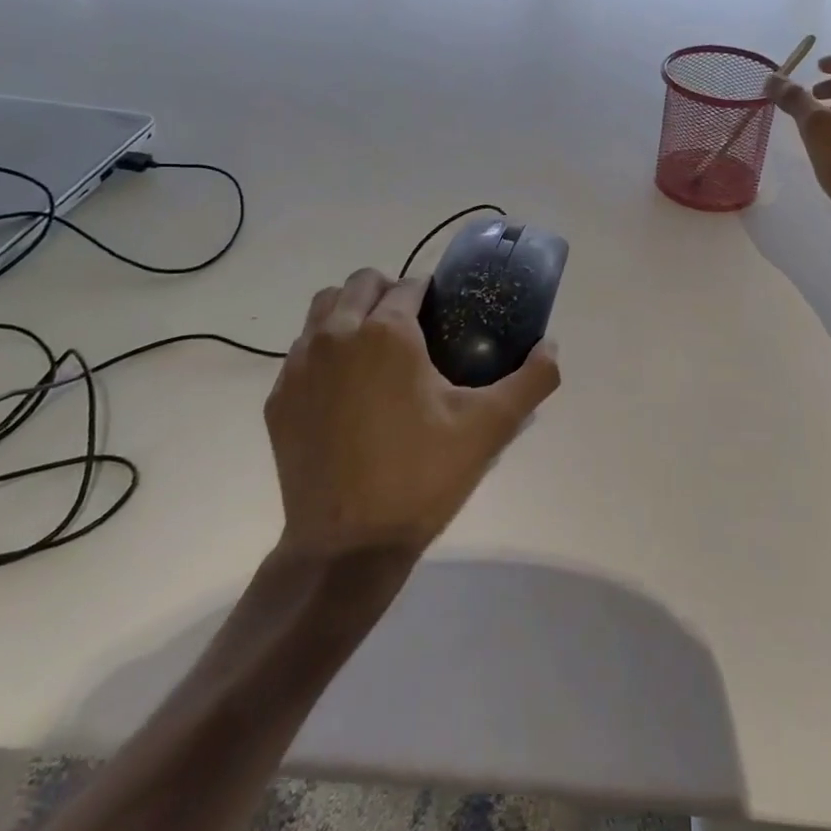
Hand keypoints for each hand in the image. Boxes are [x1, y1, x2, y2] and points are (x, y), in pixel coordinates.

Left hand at [263, 268, 560, 560]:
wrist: (347, 547)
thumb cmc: (421, 477)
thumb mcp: (489, 427)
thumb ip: (532, 379)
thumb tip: (552, 346)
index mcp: (387, 332)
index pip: (408, 285)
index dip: (430, 295)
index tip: (443, 317)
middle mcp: (336, 334)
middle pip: (360, 283)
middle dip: (387, 292)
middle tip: (413, 329)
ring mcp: (299, 366)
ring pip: (322, 309)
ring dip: (350, 312)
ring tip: (375, 349)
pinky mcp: (279, 398)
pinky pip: (301, 351)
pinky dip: (323, 351)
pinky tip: (346, 389)